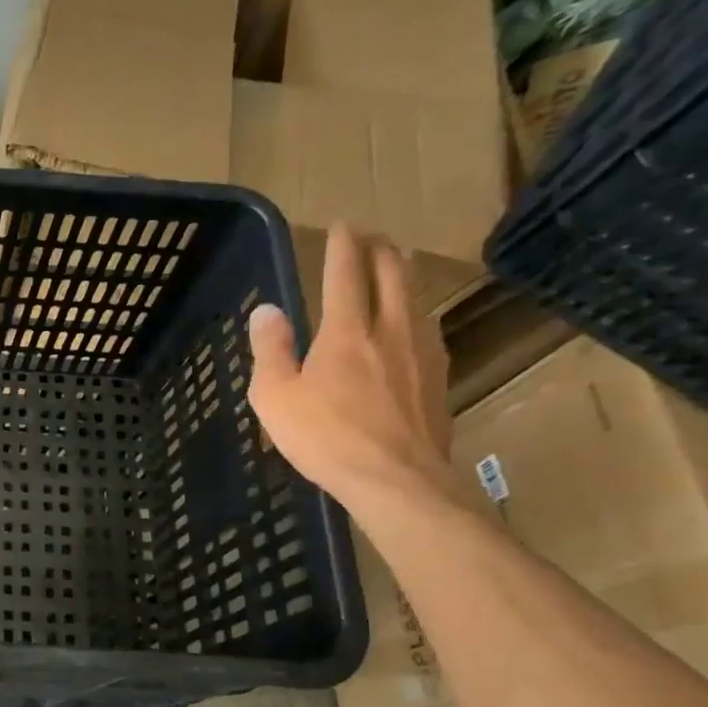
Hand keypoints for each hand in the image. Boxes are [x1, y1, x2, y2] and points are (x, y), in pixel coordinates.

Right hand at [247, 223, 453, 506]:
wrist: (397, 481)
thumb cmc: (325, 438)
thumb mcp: (275, 396)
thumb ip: (270, 349)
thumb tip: (267, 310)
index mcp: (346, 331)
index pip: (345, 273)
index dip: (343, 245)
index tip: (342, 225)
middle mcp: (390, 330)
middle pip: (392, 275)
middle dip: (381, 248)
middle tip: (371, 235)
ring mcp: (422, 353)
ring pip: (417, 297)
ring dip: (404, 273)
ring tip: (397, 263)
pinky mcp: (439, 378)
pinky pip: (428, 327)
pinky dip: (417, 309)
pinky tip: (415, 320)